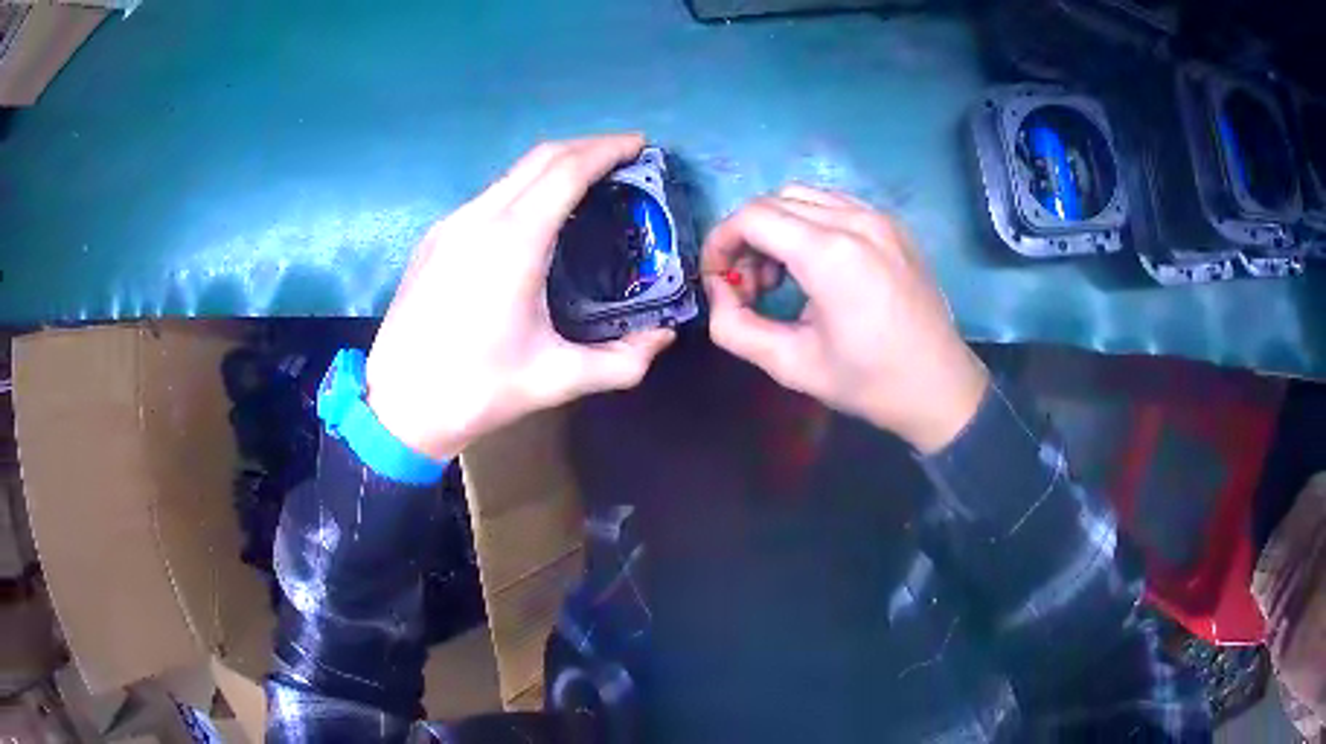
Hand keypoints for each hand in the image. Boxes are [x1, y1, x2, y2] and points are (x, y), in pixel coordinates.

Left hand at [366, 135, 674, 460]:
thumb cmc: (477, 391)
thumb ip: (622, 360)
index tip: (639, 145)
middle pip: (540, 158)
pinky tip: (536, 217)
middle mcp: (479, 218)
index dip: (607, 150)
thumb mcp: (557, 379)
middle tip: (623, 157)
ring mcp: (450, 225)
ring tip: (587, 183)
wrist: (397, 407)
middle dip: (586, 147)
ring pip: (510, 174)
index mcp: (512, 241)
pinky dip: (524, 189)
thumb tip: (663, 337)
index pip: (567, 170)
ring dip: (554, 166)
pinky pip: (488, 196)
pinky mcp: (434, 239)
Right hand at [703, 185, 987, 452]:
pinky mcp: (894, 225)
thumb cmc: (868, 382)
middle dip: (746, 237)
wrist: (940, 387)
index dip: (720, 242)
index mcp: (830, 254)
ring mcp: (880, 218)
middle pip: (774, 201)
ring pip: (804, 197)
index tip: (717, 280)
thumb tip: (719, 293)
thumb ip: (735, 327)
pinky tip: (816, 266)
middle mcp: (855, 221)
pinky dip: (809, 224)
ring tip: (782, 277)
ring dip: (777, 227)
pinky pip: (835, 205)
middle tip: (750, 286)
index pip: (752, 216)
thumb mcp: (790, 365)